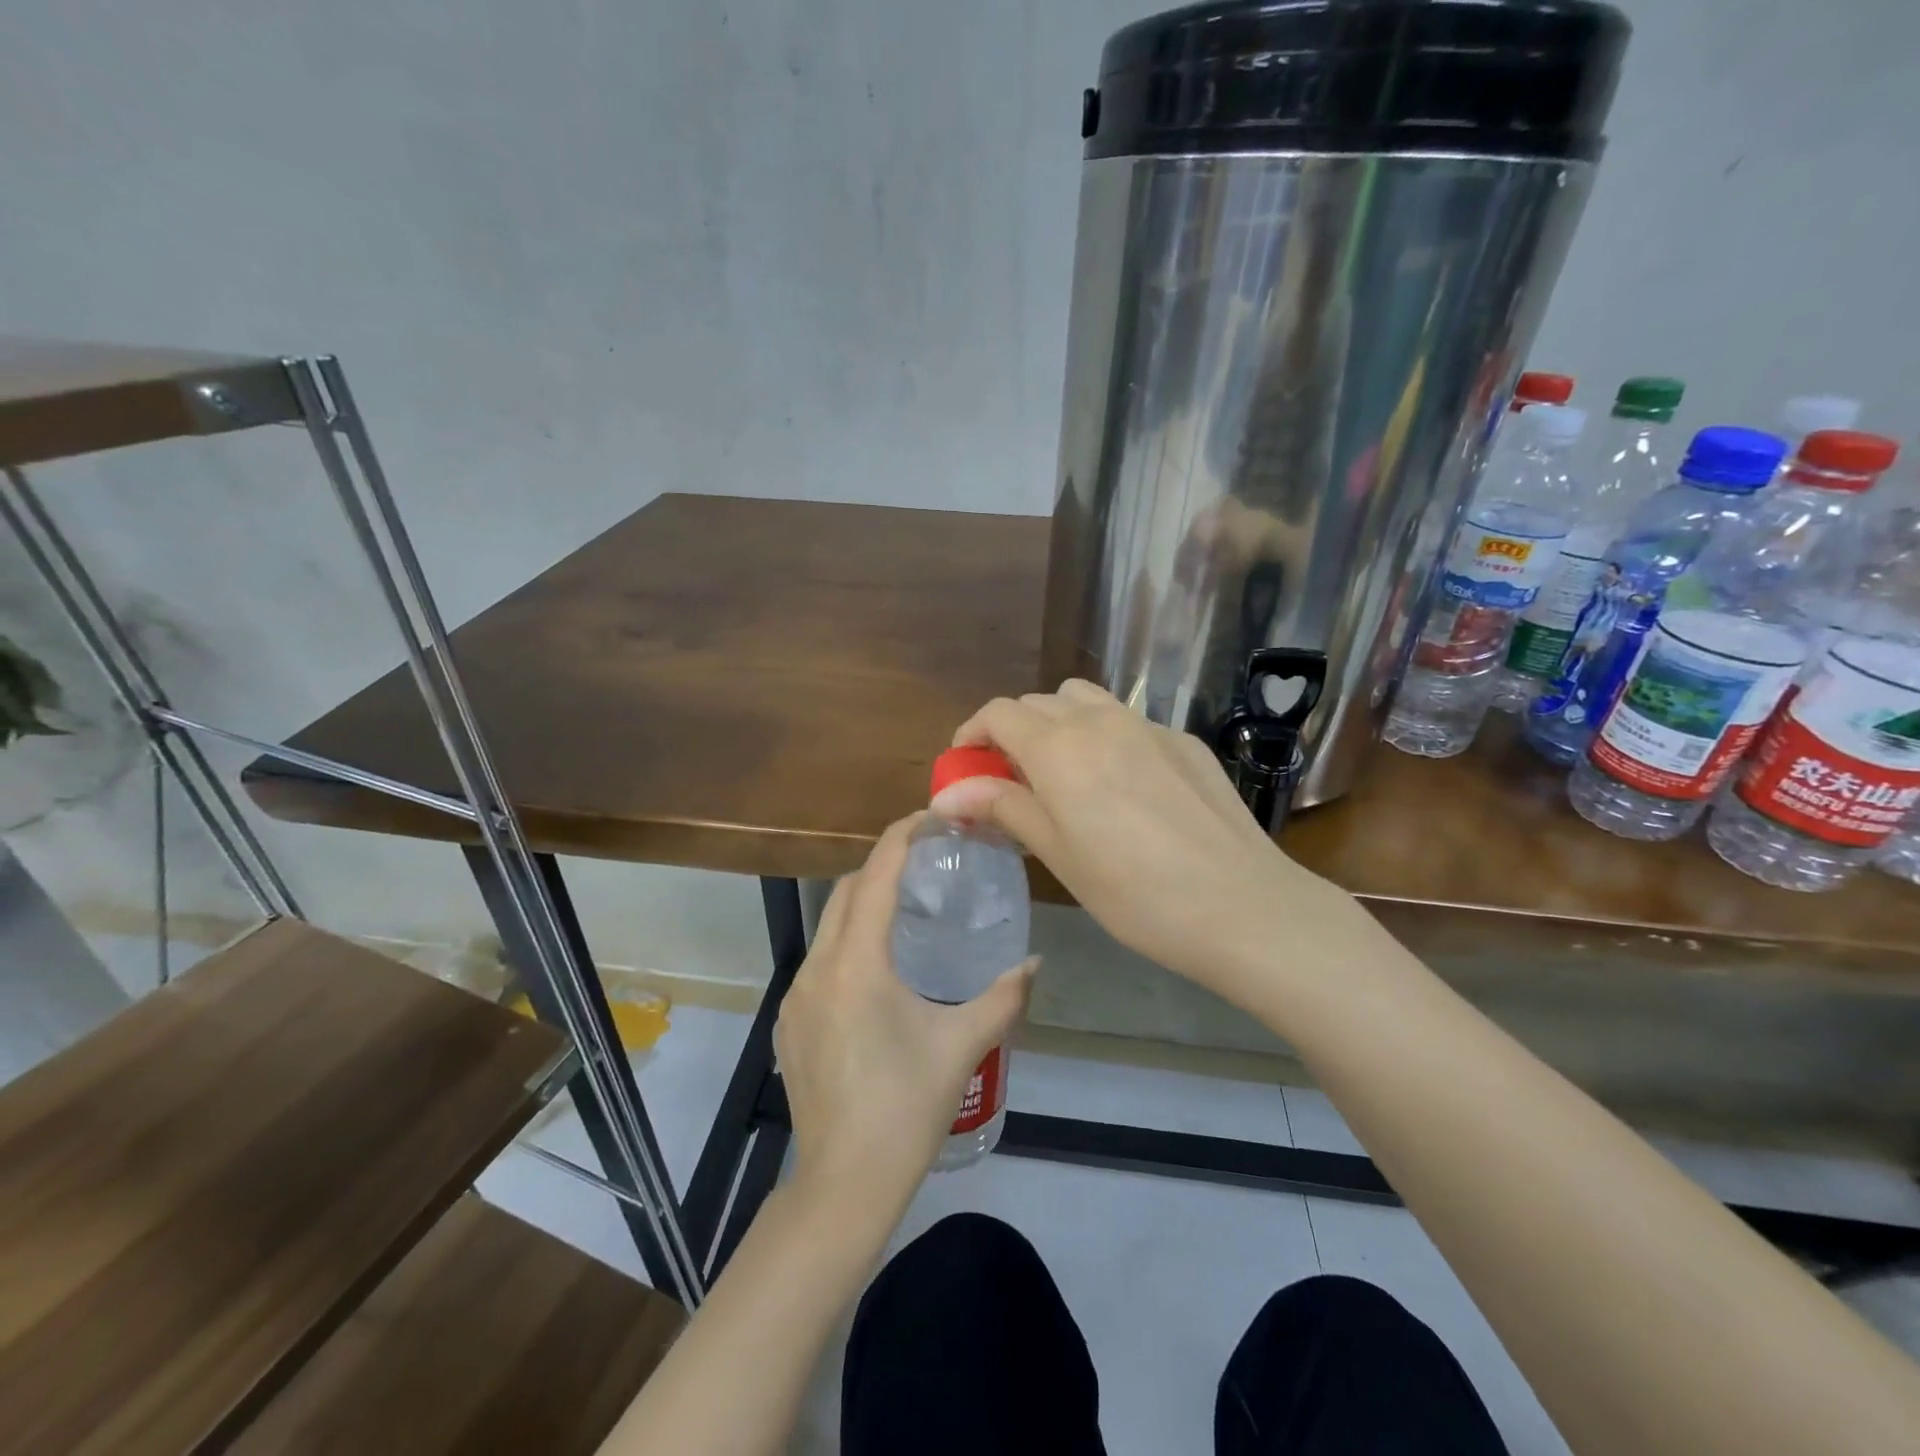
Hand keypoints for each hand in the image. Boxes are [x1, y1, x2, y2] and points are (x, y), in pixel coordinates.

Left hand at [774, 813, 1035, 1210]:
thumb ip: (1003, 998)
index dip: (901, 837)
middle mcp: (817, 968)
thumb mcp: (962, 1047)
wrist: (843, 1184)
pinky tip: (879, 973)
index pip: (874, 875)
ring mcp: (795, 996)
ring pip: (828, 925)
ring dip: (862, 905)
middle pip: (845, 891)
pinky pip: (818, 961)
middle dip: (881, 866)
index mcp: (856, 963)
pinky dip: (847, 943)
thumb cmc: (907, 1109)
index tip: (931, 819)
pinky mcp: (788, 1022)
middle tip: (927, 865)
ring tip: (908, 913)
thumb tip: (1034, 964)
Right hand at [939, 680, 1348, 991]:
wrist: (1240, 904)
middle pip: (1039, 702)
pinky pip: (1129, 722)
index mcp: (1059, 747)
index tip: (966, 766)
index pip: (999, 714)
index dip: (973, 734)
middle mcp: (1100, 720)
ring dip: (1059, 723)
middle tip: (1012, 780)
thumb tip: (947, 794)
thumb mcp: (1057, 853)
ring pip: (1085, 700)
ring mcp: (1148, 725)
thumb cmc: (1133, 891)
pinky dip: (1106, 737)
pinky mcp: (1184, 741)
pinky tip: (1124, 787)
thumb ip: (1004, 808)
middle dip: (1014, 732)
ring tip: (1064, 773)